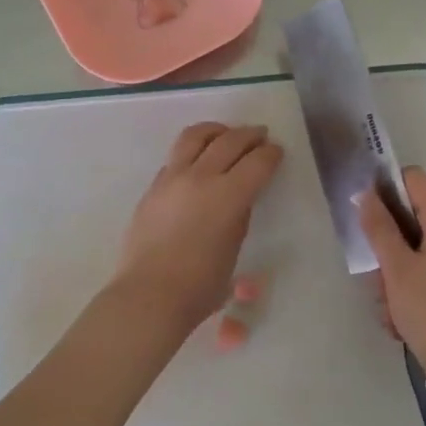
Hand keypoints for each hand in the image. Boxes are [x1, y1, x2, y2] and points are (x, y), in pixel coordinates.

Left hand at [113, 123, 282, 332]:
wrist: (149, 294)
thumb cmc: (200, 285)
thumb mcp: (233, 248)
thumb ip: (238, 216)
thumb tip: (237, 198)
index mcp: (228, 195)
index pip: (257, 162)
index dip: (271, 154)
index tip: (276, 151)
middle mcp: (201, 177)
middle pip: (230, 141)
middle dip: (249, 135)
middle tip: (260, 136)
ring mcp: (172, 178)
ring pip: (195, 136)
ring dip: (216, 131)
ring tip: (225, 135)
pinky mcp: (153, 186)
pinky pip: (176, 156)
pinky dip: (193, 151)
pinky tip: (198, 162)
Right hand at [358, 167, 425, 400]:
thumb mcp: (396, 269)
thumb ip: (379, 228)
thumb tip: (366, 194)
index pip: (414, 179)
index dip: (387, 188)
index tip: (367, 215)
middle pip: (413, 219)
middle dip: (387, 246)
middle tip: (376, 277)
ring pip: (418, 252)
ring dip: (396, 275)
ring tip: (389, 309)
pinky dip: (413, 291)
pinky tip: (402, 322)